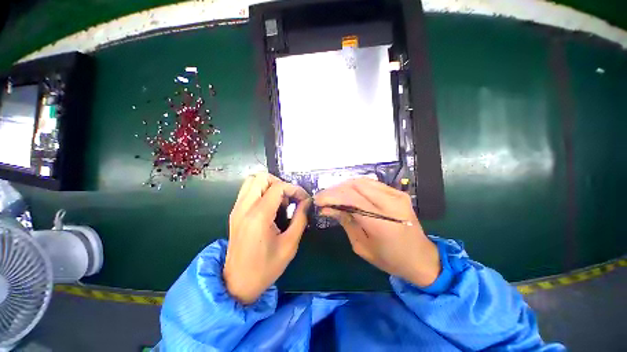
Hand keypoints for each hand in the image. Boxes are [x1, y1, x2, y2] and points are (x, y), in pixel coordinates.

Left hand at [224, 172, 310, 303]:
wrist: (237, 283)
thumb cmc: (266, 268)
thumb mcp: (290, 245)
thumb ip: (300, 218)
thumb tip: (307, 202)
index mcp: (258, 216)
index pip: (278, 187)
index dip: (294, 189)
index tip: (303, 199)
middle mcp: (244, 207)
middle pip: (261, 177)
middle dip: (280, 183)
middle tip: (289, 197)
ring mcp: (236, 209)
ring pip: (252, 181)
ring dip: (269, 185)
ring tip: (280, 201)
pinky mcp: (234, 212)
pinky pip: (248, 191)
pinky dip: (261, 191)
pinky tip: (270, 207)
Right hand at [315, 178, 439, 286]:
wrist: (421, 258)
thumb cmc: (390, 259)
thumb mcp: (361, 246)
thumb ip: (345, 222)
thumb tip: (328, 208)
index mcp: (381, 222)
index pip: (351, 198)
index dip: (331, 196)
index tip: (318, 200)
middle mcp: (390, 204)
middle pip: (355, 185)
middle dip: (335, 189)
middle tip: (324, 198)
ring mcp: (396, 195)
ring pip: (362, 181)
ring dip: (344, 186)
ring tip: (334, 195)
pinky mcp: (398, 192)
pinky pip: (372, 183)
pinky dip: (356, 186)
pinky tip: (349, 193)